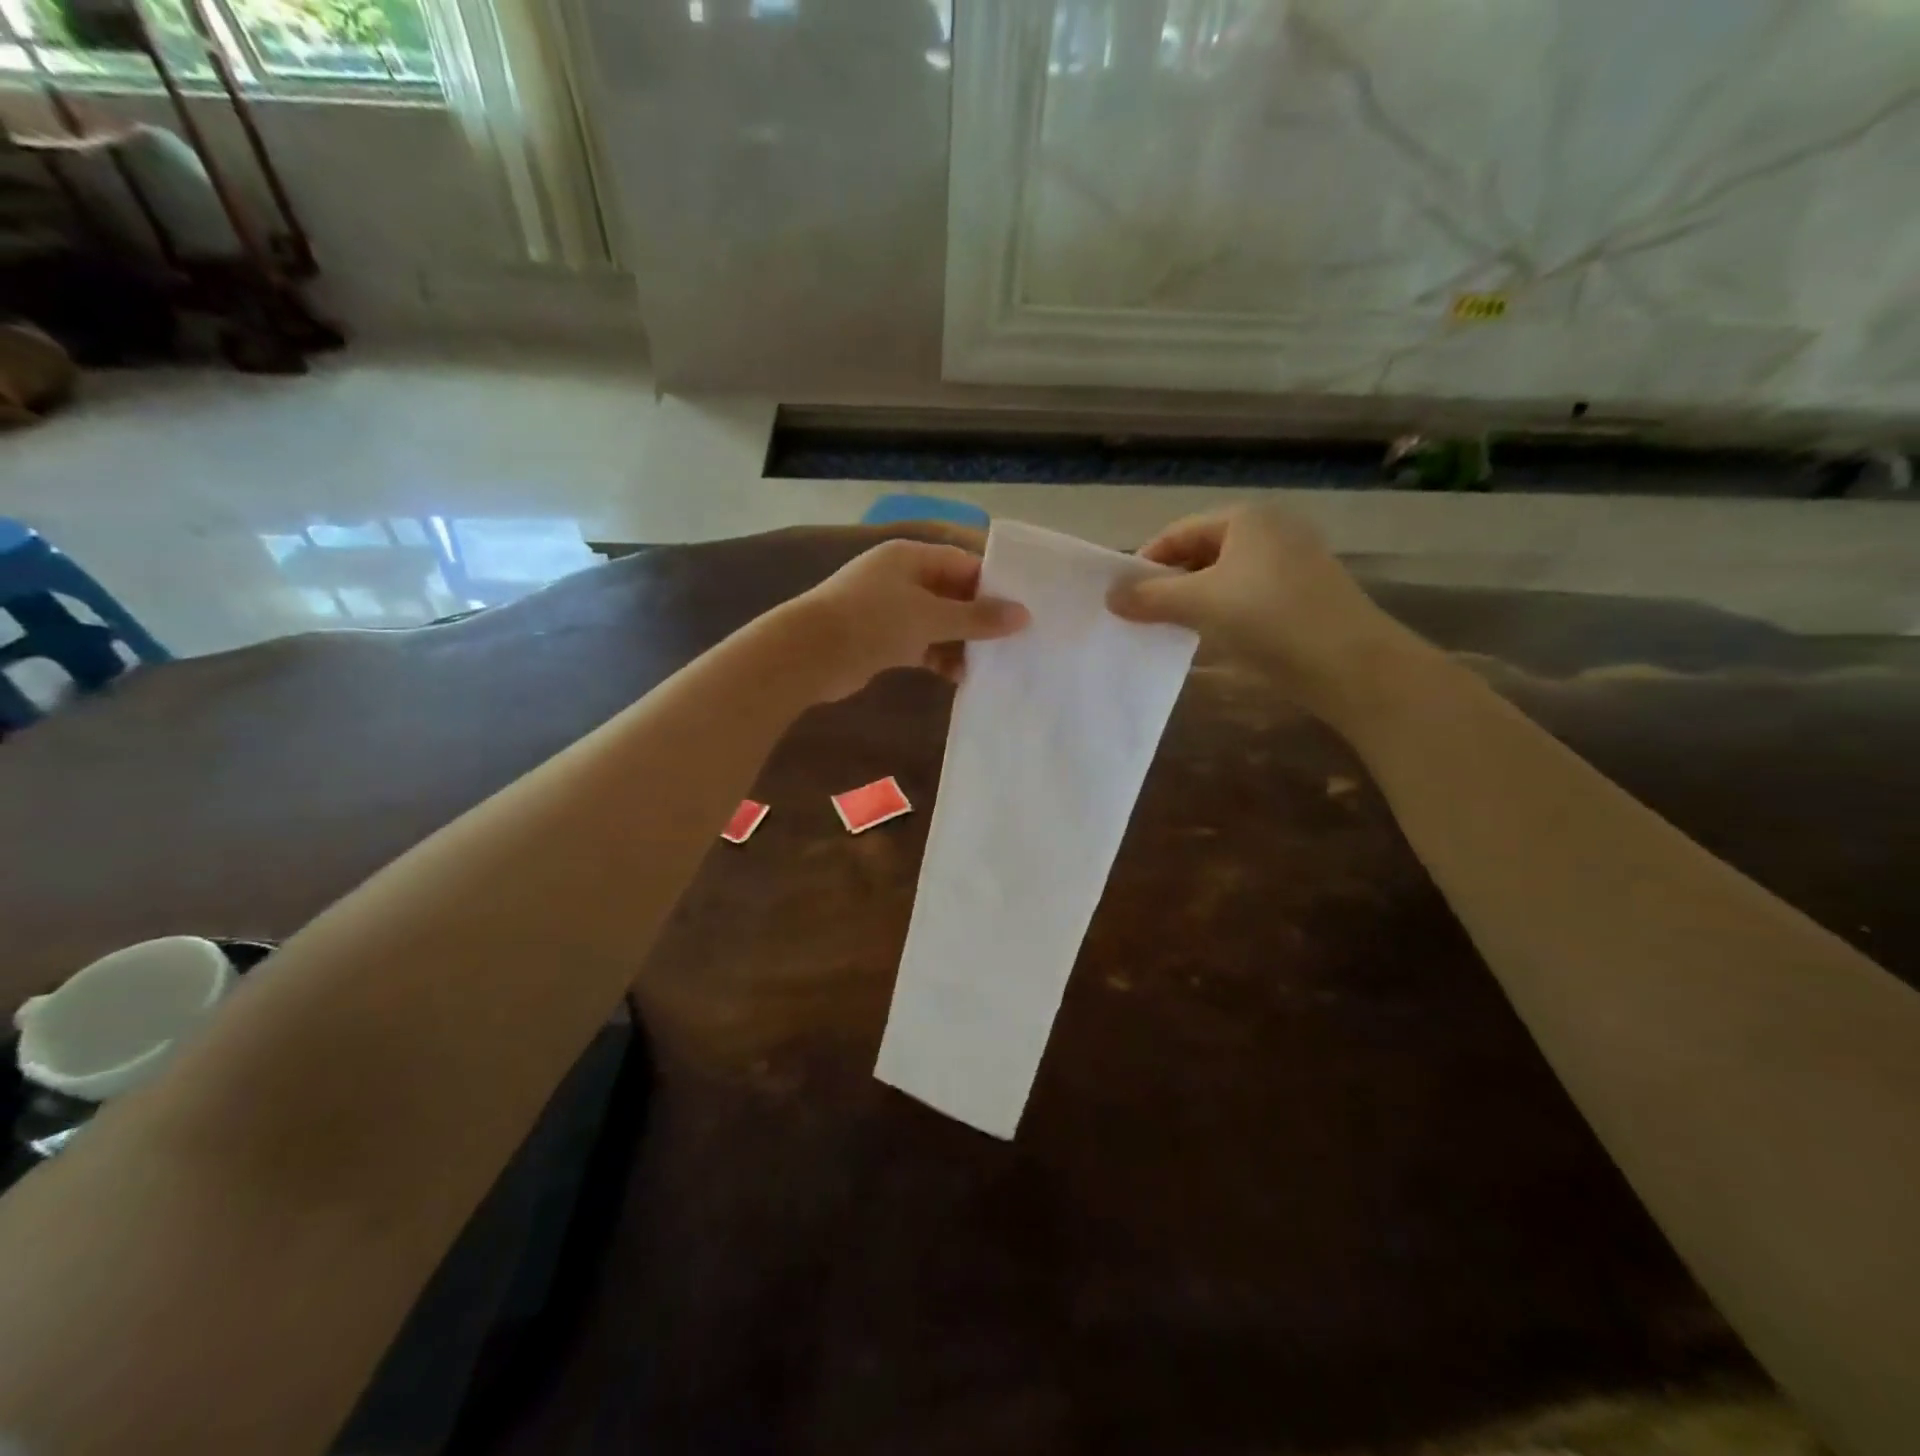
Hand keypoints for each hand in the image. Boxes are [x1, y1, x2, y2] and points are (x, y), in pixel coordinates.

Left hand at [783, 538, 1029, 701]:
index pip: (964, 562)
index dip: (994, 584)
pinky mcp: (882, 640)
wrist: (809, 655)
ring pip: (938, 623)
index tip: (1025, 608)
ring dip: (962, 642)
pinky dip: (940, 658)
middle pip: (953, 594)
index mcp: (911, 557)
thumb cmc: (872, 622)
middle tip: (1016, 640)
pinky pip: (922, 645)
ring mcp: (890, 610)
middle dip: (981, 618)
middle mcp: (902, 578)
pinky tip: (961, 677)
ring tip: (994, 663)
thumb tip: (1023, 616)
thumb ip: (976, 617)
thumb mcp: (930, 617)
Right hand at [1107, 506, 1420, 721]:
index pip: (1178, 532)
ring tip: (1169, 628)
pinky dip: (1221, 612)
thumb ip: (1151, 596)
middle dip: (1169, 583)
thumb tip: (1110, 596)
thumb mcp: (1200, 603)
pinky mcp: (1301, 595)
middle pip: (1201, 553)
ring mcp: (1291, 563)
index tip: (1122, 596)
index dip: (1146, 561)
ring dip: (1193, 601)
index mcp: (1246, 519)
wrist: (1349, 664)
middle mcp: (1271, 531)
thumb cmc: (1268, 618)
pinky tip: (1209, 638)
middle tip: (1141, 615)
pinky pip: (1246, 596)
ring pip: (1224, 577)